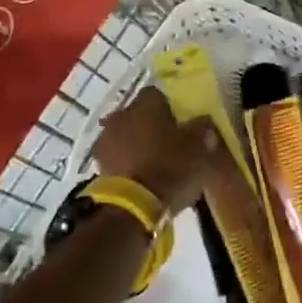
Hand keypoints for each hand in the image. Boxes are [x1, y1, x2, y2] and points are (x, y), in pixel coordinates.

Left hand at [92, 86, 218, 211]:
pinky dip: (129, 163)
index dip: (173, 107)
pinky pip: (118, 157)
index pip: (158, 94)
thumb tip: (203, 123)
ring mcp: (105, 141)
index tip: (184, 123)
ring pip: (127, 135)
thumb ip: (202, 130)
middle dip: (153, 125)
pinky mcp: (98, 166)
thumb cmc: (170, 169)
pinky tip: (143, 177)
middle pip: (140, 114)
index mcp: (145, 104)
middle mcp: (120, 115)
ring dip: (139, 144)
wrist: (132, 208)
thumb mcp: (199, 148)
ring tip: (158, 163)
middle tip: (173, 143)